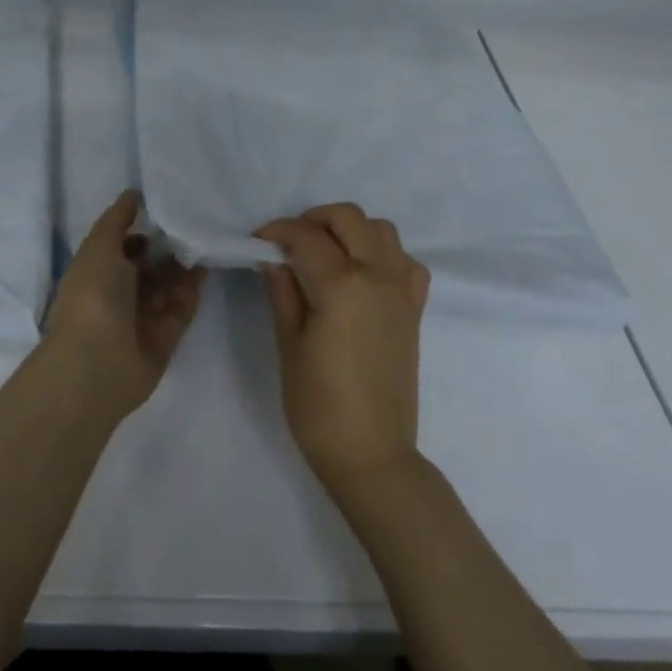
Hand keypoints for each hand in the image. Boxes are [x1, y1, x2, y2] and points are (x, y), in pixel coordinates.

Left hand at [46, 190, 206, 415]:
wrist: (99, 363)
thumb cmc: (93, 297)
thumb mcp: (99, 246)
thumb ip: (117, 220)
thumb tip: (132, 194)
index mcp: (96, 272)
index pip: (121, 246)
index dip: (140, 229)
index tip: (167, 208)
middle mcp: (117, 294)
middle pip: (148, 266)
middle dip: (168, 246)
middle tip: (195, 223)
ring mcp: (141, 317)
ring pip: (167, 285)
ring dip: (184, 266)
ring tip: (206, 240)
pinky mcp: (164, 337)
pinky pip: (182, 308)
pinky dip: (192, 290)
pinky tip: (206, 267)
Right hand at [257, 203, 430, 489]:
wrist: (371, 453)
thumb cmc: (318, 404)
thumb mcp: (289, 344)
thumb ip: (283, 291)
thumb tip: (273, 258)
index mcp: (343, 284)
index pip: (305, 236)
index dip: (276, 231)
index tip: (258, 241)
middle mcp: (379, 276)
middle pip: (348, 217)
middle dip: (313, 220)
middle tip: (288, 243)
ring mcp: (403, 291)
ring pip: (382, 230)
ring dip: (350, 231)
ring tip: (324, 255)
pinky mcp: (414, 310)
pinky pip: (405, 261)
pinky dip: (382, 254)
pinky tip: (361, 276)